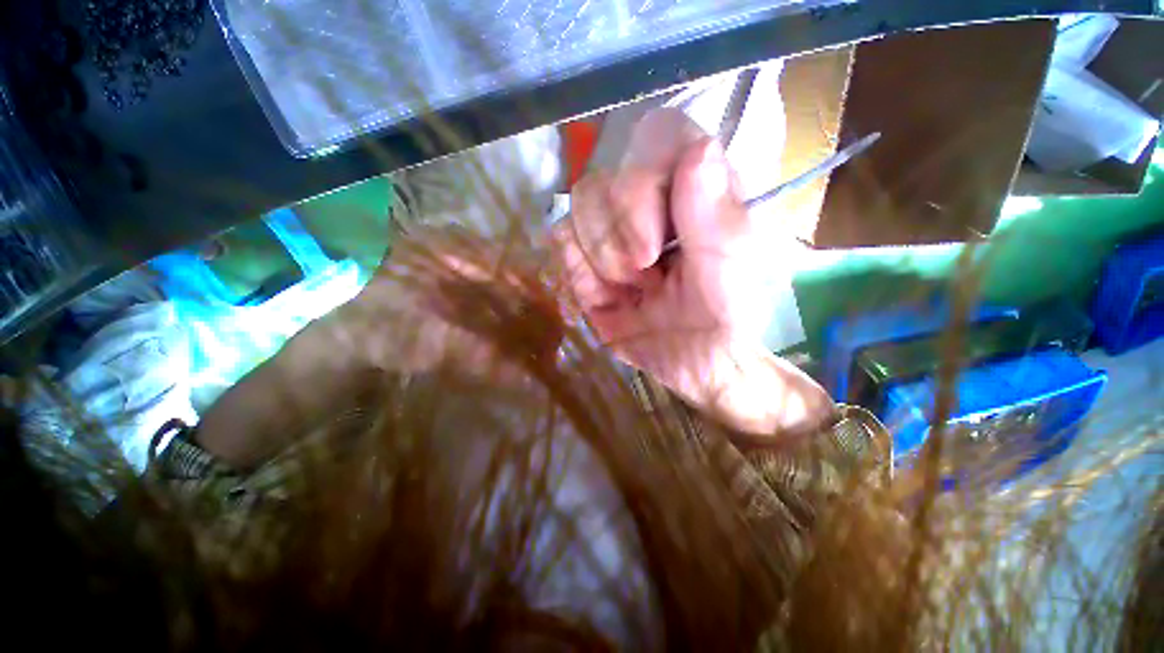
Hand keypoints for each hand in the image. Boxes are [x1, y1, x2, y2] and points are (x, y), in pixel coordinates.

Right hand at [553, 110, 832, 436]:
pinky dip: (581, 274)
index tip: (658, 242)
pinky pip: (562, 244)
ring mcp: (613, 229)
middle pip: (605, 181)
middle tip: (649, 275)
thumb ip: (715, 214)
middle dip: (622, 238)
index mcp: (693, 188)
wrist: (695, 363)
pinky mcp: (588, 259)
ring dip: (604, 262)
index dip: (645, 185)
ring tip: (635, 291)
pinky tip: (606, 296)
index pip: (658, 137)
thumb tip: (698, 148)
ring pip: (577, 211)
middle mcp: (649, 199)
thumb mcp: (731, 271)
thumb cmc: (725, 316)